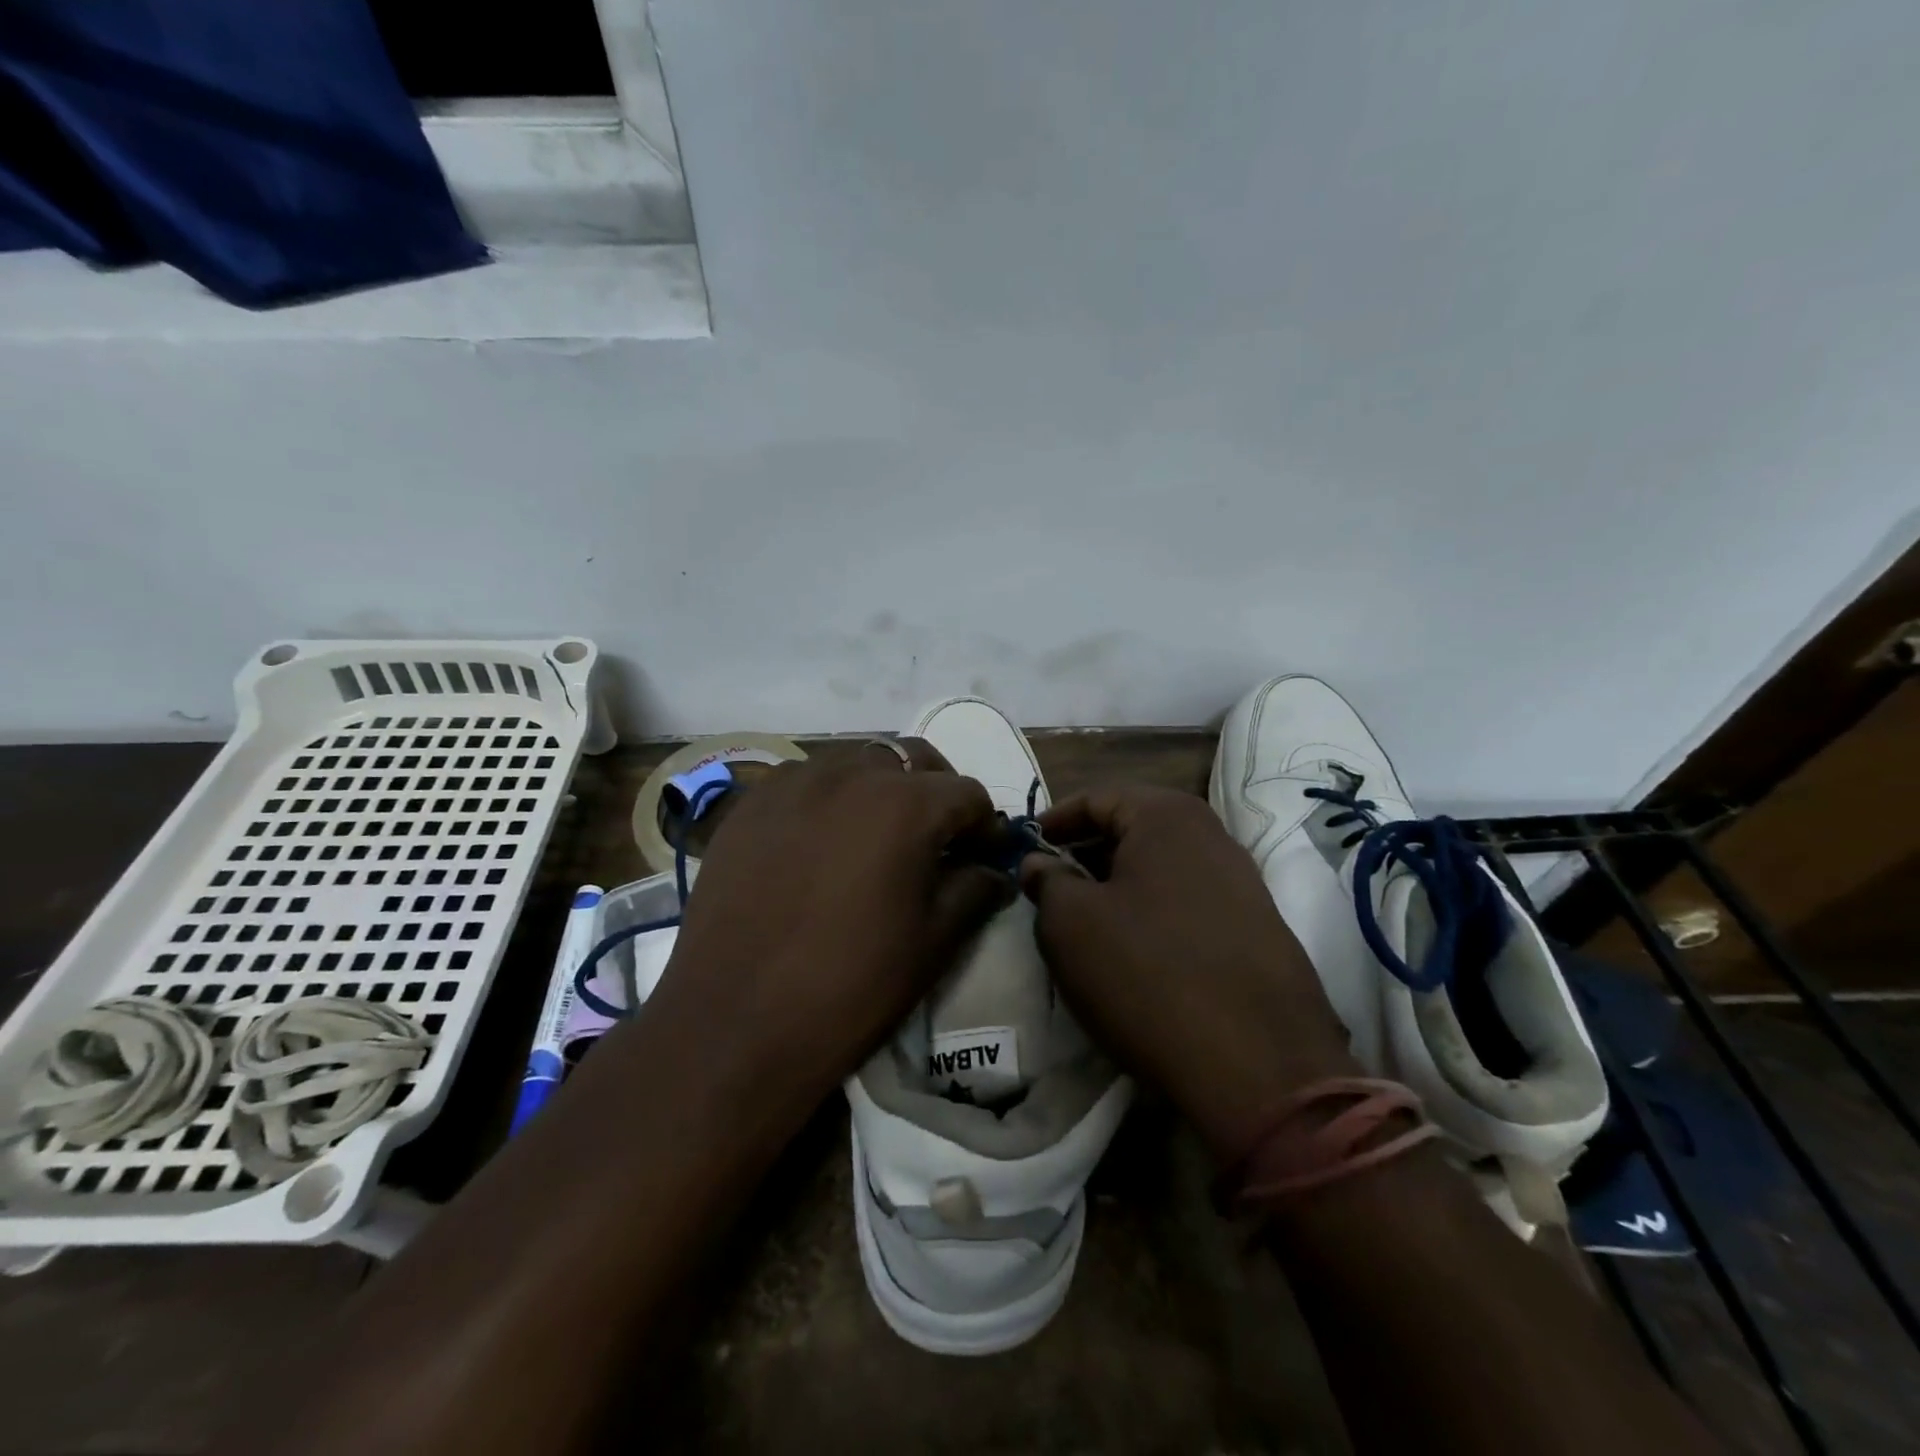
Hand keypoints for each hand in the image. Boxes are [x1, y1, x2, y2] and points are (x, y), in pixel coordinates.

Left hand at [647, 744, 1012, 1110]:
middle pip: (912, 759)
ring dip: (881, 787)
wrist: (733, 1024)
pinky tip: (821, 842)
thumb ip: (975, 891)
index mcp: (905, 804)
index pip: (966, 793)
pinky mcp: (749, 804)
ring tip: (877, 836)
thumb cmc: (850, 986)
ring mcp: (792, 783)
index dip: (984, 825)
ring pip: (856, 762)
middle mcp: (850, 774)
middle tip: (937, 837)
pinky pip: (805, 781)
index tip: (983, 857)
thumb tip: (993, 871)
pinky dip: (830, 798)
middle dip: (936, 790)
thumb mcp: (932, 943)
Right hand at [1020, 784, 1359, 1162]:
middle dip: (1087, 851)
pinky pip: (1190, 900)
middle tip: (1050, 884)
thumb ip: (1046, 881)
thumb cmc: (1146, 974)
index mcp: (1166, 816)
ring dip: (1120, 883)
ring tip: (1087, 918)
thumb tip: (1039, 863)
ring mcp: (1244, 882)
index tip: (1025, 848)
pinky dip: (1153, 910)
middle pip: (1133, 827)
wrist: (1258, 1067)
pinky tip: (1136, 948)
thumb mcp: (1070, 924)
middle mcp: (1212, 835)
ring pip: (1162, 866)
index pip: (1096, 797)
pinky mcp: (1259, 928)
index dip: (1054, 821)